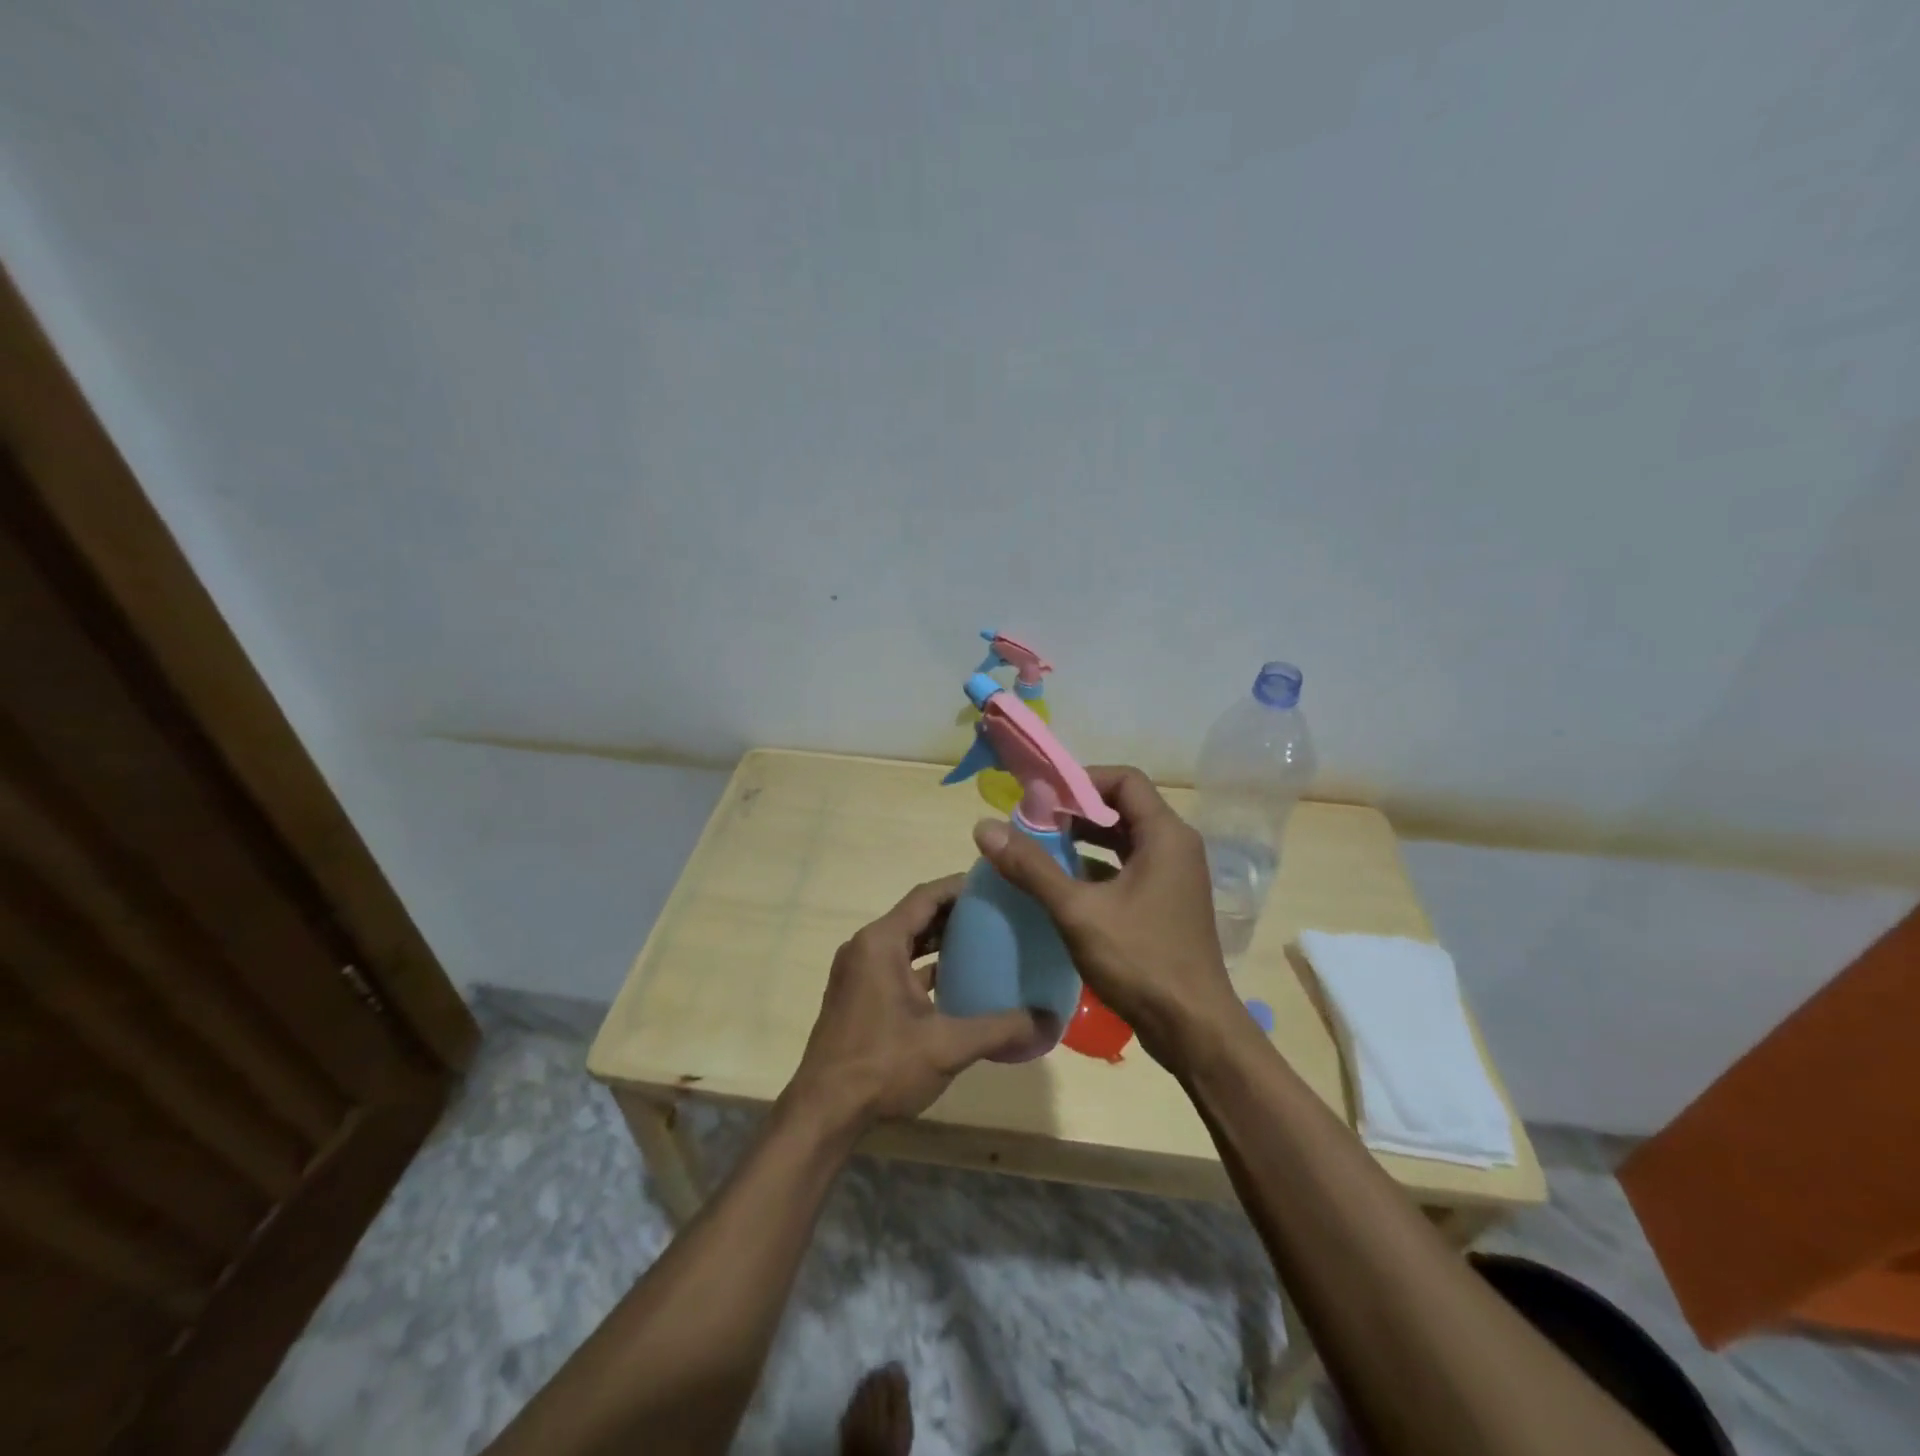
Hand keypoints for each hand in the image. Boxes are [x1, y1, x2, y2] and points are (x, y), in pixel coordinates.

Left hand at [787, 876, 1038, 1129]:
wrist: (824, 1112)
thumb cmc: (883, 1066)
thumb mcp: (948, 1046)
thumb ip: (1001, 1028)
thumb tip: (1050, 1019)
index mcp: (881, 942)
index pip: (926, 896)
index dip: (961, 886)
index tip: (997, 885)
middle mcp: (865, 947)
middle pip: (916, 915)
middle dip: (955, 912)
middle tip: (999, 914)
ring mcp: (858, 972)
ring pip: (905, 942)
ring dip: (939, 940)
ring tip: (984, 942)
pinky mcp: (857, 995)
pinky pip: (895, 965)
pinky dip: (924, 966)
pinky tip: (956, 982)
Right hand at [970, 766, 1240, 1070]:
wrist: (1193, 1029)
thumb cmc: (1141, 961)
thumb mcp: (1078, 912)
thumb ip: (1031, 867)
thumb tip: (984, 827)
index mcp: (1165, 835)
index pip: (1124, 780)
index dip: (1081, 780)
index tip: (1042, 796)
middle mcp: (1175, 847)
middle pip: (1123, 807)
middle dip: (1077, 811)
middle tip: (1033, 821)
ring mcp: (1174, 877)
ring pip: (1124, 840)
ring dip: (1085, 839)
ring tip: (1040, 848)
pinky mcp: (1167, 902)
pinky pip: (1129, 868)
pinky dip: (1097, 867)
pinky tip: (1062, 885)